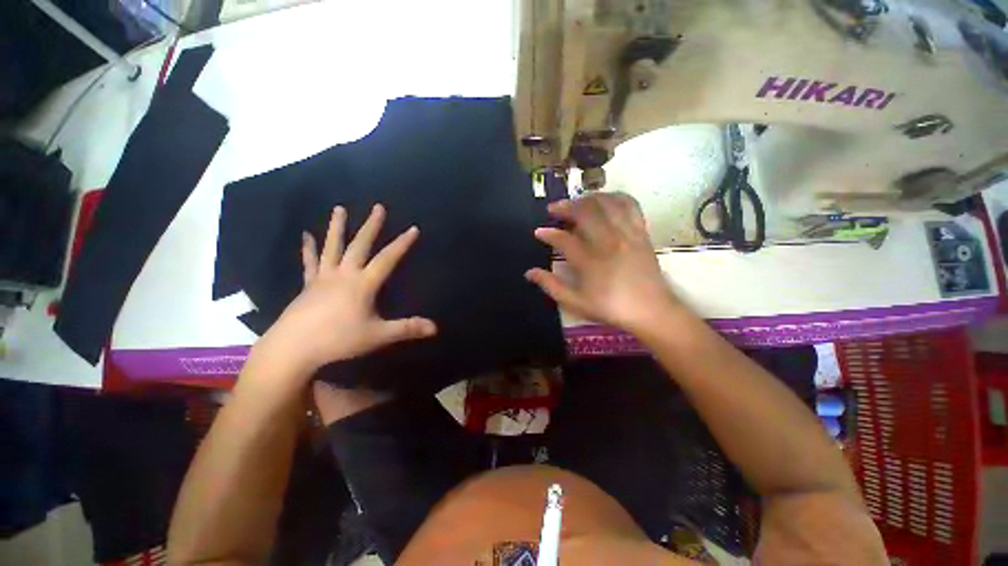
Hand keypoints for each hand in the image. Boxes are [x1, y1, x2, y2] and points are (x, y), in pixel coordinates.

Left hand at [259, 204, 436, 375]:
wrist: (292, 349)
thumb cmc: (338, 340)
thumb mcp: (378, 335)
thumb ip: (407, 328)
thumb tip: (435, 328)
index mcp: (362, 284)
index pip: (387, 259)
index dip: (401, 244)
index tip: (413, 228)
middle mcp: (344, 275)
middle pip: (359, 245)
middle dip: (371, 226)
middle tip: (378, 207)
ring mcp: (323, 278)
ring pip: (332, 247)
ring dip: (337, 227)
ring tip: (339, 209)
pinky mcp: (308, 286)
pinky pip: (310, 262)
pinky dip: (308, 248)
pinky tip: (305, 235)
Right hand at [526, 193, 682, 334]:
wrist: (651, 311)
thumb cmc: (611, 308)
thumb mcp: (576, 303)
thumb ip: (551, 286)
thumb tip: (529, 273)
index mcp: (590, 262)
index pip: (563, 240)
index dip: (548, 234)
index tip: (538, 232)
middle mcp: (608, 242)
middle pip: (585, 212)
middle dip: (565, 207)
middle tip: (553, 209)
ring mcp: (627, 234)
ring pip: (606, 204)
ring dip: (587, 198)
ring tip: (576, 202)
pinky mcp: (641, 232)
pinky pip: (629, 205)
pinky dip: (615, 197)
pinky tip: (605, 200)